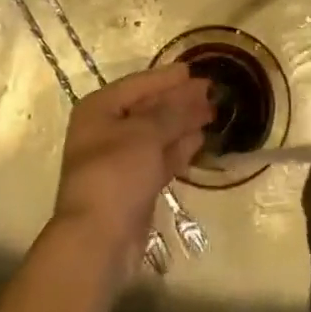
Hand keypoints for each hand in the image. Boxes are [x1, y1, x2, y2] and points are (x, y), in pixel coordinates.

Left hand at [52, 64, 211, 267]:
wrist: (98, 240)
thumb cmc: (116, 173)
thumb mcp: (146, 134)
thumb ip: (173, 111)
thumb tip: (196, 92)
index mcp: (100, 109)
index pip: (138, 84)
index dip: (167, 78)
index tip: (194, 71)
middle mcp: (106, 130)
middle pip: (148, 108)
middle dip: (179, 100)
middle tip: (211, 91)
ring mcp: (120, 159)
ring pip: (156, 133)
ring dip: (183, 123)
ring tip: (212, 112)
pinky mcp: (134, 185)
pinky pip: (159, 157)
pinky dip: (178, 147)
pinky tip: (200, 138)